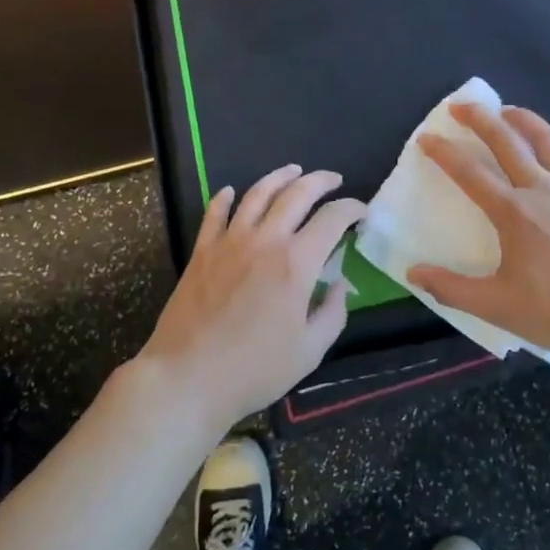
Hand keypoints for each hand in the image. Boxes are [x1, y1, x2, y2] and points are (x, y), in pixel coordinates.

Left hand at [139, 166, 364, 428]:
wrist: (188, 378)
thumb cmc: (255, 370)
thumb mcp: (310, 350)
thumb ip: (333, 312)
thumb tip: (339, 284)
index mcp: (296, 263)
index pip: (332, 218)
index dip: (351, 208)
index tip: (361, 211)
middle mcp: (265, 240)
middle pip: (296, 193)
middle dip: (320, 181)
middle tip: (333, 180)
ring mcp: (229, 241)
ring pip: (257, 193)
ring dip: (279, 176)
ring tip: (293, 171)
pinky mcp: (202, 251)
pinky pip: (214, 213)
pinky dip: (225, 197)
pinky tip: (231, 192)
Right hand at [407, 104, 549, 361]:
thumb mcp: (495, 306)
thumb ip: (450, 288)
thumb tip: (412, 273)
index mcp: (513, 212)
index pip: (469, 172)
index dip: (444, 152)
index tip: (426, 137)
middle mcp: (542, 188)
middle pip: (506, 140)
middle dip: (480, 118)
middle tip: (462, 105)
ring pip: (547, 138)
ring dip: (524, 119)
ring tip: (508, 111)